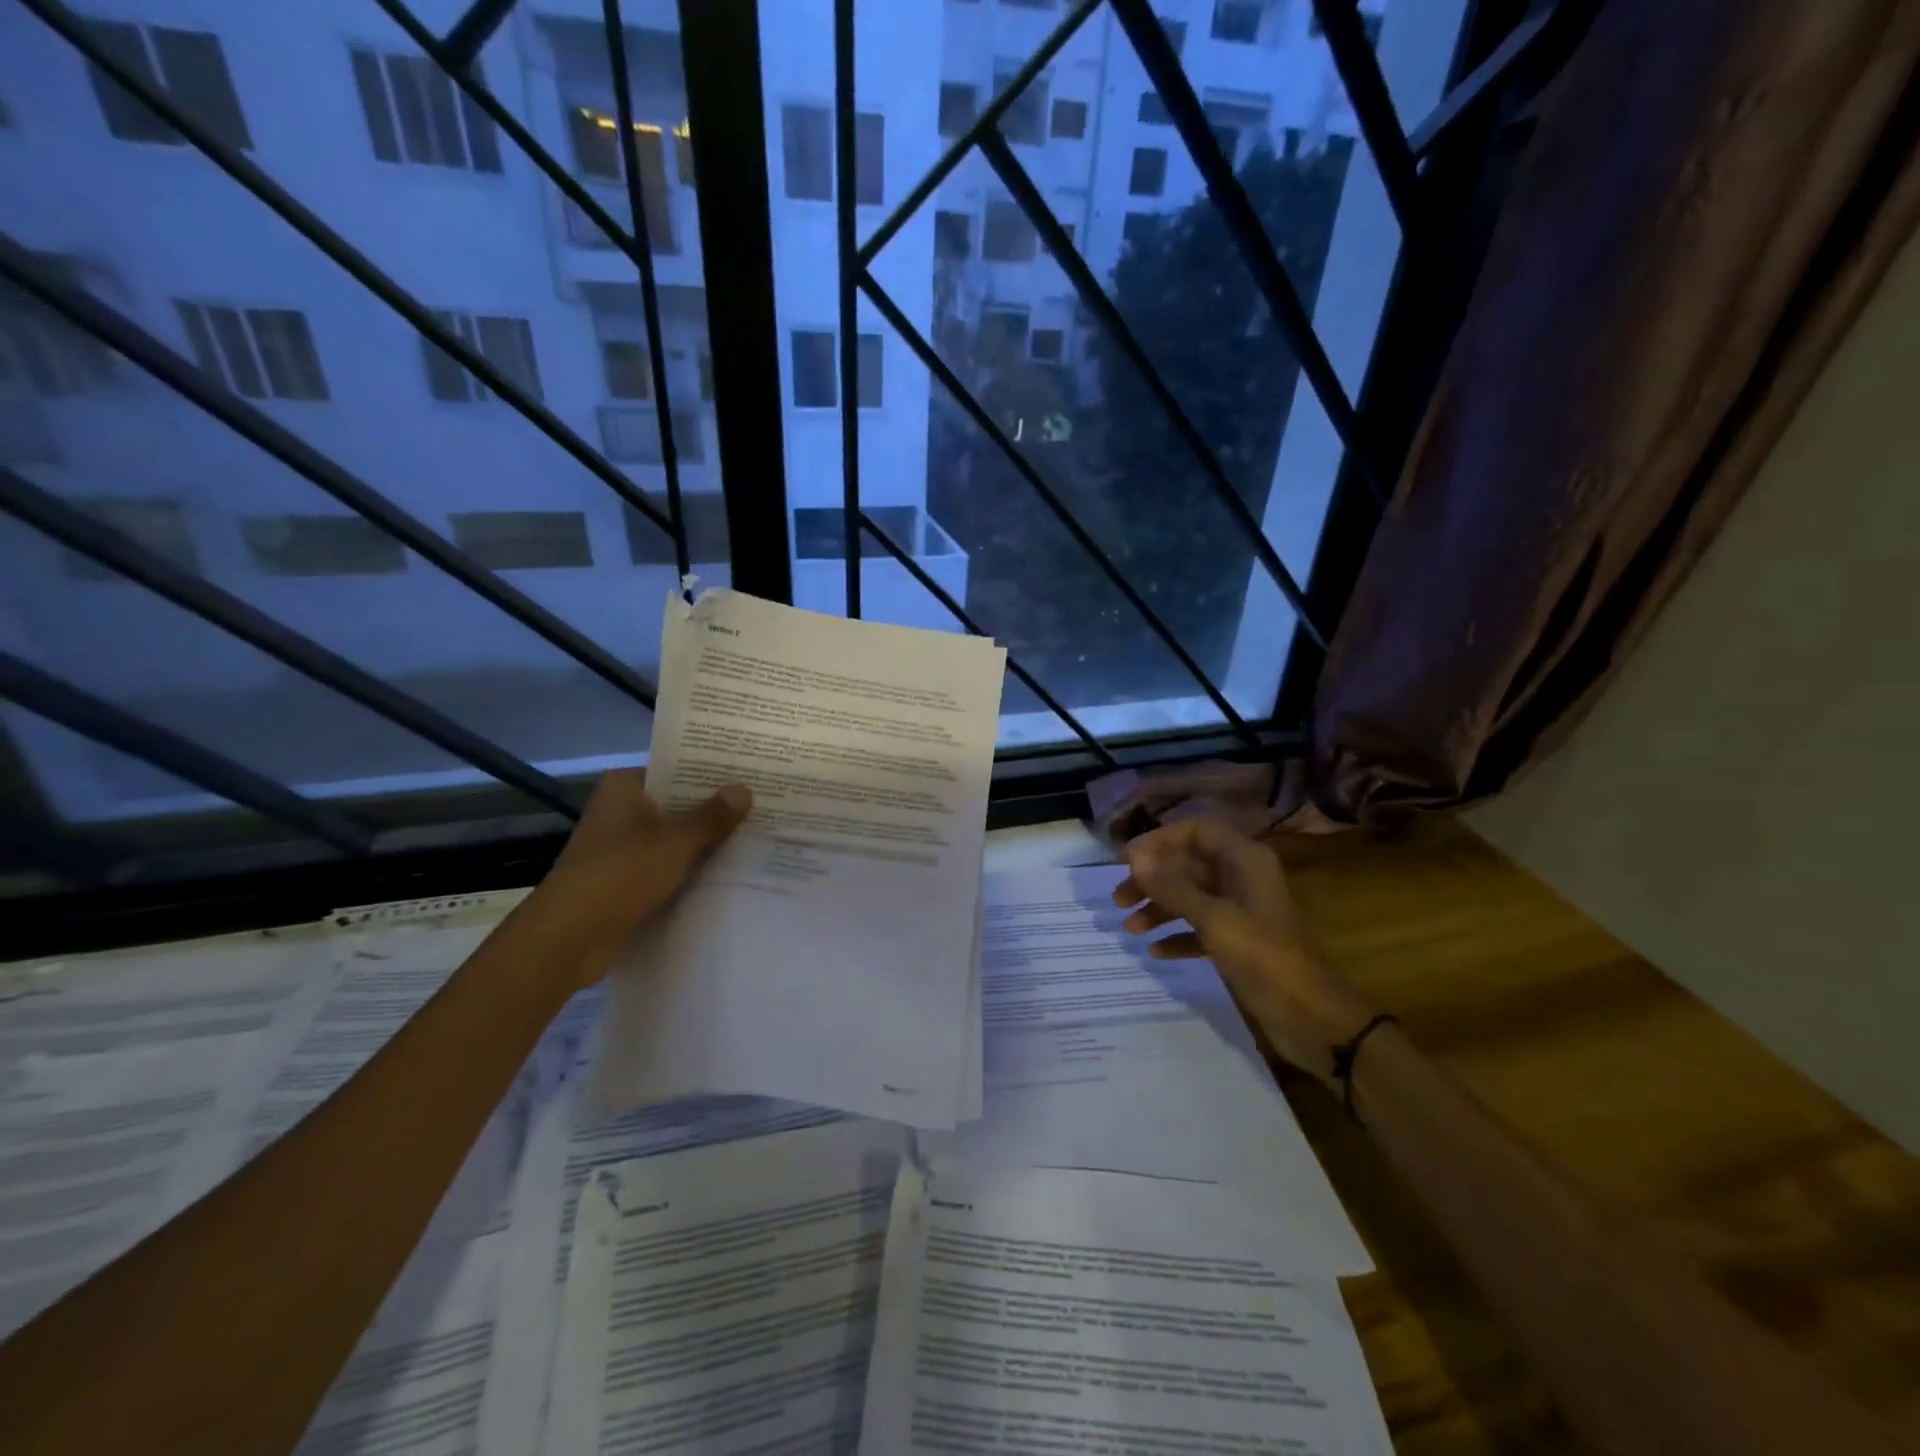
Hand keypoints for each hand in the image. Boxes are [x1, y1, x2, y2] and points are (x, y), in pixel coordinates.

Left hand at [535, 769, 751, 989]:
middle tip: (763, 806)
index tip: (750, 776)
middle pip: (677, 805)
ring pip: (674, 838)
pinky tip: (730, 872)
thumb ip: (712, 817)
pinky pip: (668, 867)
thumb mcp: (675, 842)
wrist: (570, 938)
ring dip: (705, 843)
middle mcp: (621, 811)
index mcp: (625, 788)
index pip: (676, 770)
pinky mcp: (626, 880)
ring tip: (757, 837)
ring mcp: (622, 847)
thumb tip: (745, 789)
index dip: (712, 775)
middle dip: (715, 811)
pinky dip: (691, 870)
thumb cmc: (620, 874)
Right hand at [1113, 817, 1375, 1081]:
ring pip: (1192, 897)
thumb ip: (1173, 886)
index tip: (1127, 860)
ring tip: (1129, 927)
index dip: (1160, 840)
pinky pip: (1200, 929)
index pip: (1197, 830)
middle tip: (1119, 898)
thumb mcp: (1214, 918)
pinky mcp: (1240, 943)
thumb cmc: (1264, 958)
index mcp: (1245, 860)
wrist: (1313, 1019)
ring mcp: (1242, 912)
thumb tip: (1135, 857)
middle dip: (1153, 879)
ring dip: (1160, 908)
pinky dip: (1178, 935)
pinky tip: (1156, 951)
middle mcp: (1243, 878)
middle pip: (1189, 864)